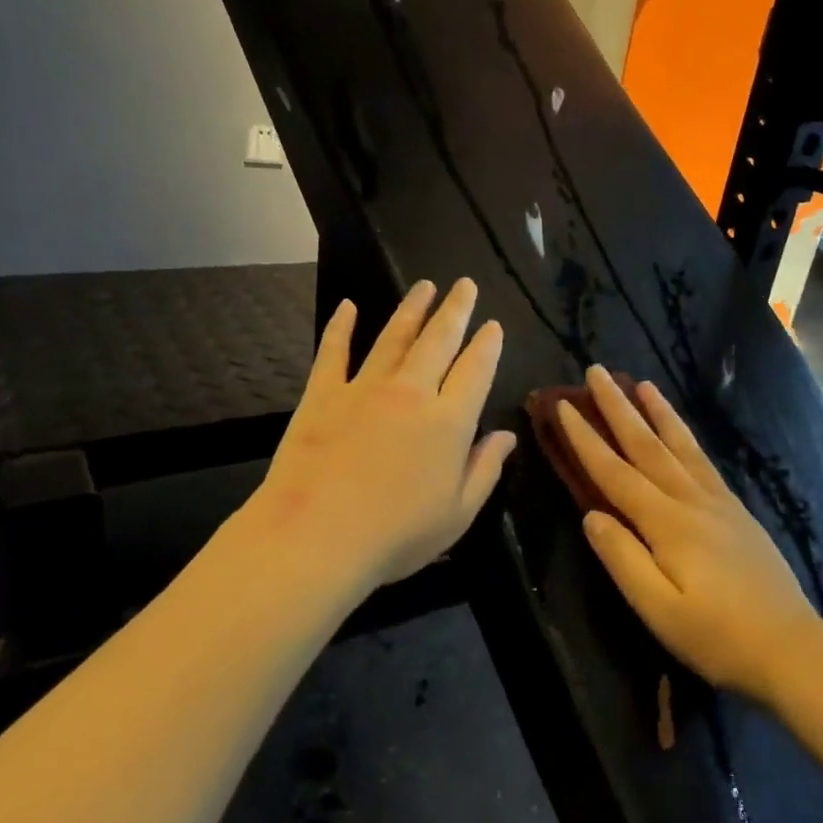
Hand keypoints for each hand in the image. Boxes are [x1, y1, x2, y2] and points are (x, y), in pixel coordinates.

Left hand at [250, 278, 516, 598]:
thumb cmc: (395, 535)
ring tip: (424, 287)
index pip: (476, 369)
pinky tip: (348, 307)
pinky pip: (334, 352)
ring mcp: (364, 388)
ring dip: (411, 309)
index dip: (487, 345)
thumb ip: (485, 470)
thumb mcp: (457, 514)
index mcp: (449, 421)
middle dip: (455, 310)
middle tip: (464, 285)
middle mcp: (411, 392)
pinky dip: (341, 327)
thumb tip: (507, 436)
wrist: (315, 537)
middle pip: (438, 340)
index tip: (493, 326)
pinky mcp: (322, 394)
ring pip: (394, 337)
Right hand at [556, 366, 822, 704]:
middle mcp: (691, 501)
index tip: (563, 406)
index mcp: (666, 523)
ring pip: (679, 445)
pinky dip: (686, 436)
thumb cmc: (715, 636)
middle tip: (596, 372)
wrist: (790, 647)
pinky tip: (681, 430)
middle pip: (647, 445)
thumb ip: (622, 558)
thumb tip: (591, 515)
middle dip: (618, 408)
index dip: (586, 438)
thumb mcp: (657, 609)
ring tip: (640, 382)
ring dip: (656, 412)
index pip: (614, 472)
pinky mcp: (736, 511)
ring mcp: (718, 503)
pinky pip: (703, 460)